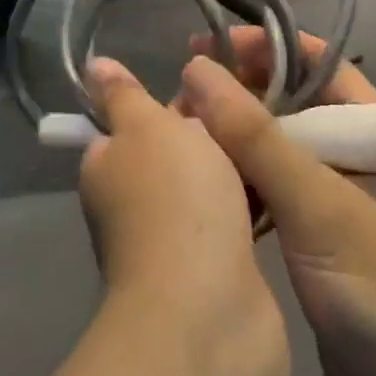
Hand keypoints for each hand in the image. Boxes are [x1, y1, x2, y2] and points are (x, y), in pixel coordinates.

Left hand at [78, 59, 289, 375]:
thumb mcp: (147, 128)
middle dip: (212, 133)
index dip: (173, 104)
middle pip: (176, 153)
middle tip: (257, 107)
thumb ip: (125, 96)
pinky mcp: (212, 268)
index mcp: (107, 166)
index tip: (214, 85)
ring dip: (236, 167)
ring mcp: (172, 240)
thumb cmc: (175, 201)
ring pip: (208, 186)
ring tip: (278, 137)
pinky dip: (252, 203)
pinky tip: (282, 184)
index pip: (133, 122)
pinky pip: (232, 219)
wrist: (208, 309)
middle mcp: (131, 204)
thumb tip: (93, 66)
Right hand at [179, 32, 375, 375]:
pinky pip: (274, 193)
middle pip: (291, 105)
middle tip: (177, 104)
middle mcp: (361, 155)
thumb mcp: (319, 207)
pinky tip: (203, 192)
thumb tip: (197, 70)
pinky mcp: (321, 239)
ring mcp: (342, 199)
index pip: (316, 65)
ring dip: (233, 144)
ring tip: (178, 143)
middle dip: (237, 99)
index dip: (261, 49)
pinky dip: (241, 186)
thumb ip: (257, 137)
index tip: (199, 47)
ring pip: (277, 150)